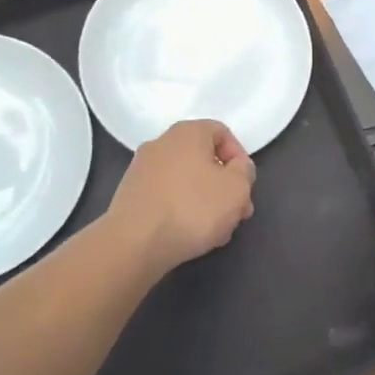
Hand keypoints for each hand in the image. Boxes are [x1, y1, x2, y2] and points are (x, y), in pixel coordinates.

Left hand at [109, 120, 255, 271]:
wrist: (134, 243)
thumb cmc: (193, 208)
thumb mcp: (237, 188)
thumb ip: (245, 171)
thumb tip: (236, 168)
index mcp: (188, 132)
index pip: (222, 133)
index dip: (240, 158)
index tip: (245, 186)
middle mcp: (162, 142)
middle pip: (204, 158)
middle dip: (224, 184)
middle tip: (235, 212)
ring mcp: (142, 168)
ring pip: (186, 179)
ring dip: (205, 200)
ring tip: (215, 230)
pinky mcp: (130, 194)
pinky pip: (166, 195)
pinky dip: (180, 209)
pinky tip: (188, 234)